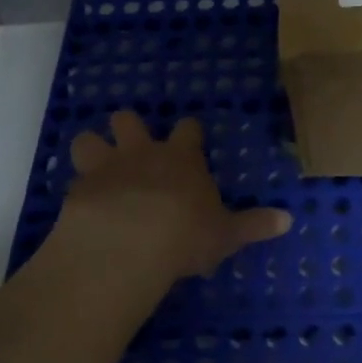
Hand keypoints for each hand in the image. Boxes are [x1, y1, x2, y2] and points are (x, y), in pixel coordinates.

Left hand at [50, 112, 290, 306]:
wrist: (128, 242)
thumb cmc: (184, 233)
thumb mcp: (226, 233)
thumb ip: (254, 225)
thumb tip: (289, 220)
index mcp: (181, 158)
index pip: (188, 129)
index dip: (189, 133)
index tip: (190, 140)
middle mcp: (142, 153)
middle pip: (129, 120)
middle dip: (129, 128)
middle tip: (133, 147)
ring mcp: (106, 167)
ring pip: (89, 139)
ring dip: (92, 150)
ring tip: (97, 168)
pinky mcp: (78, 189)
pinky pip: (72, 179)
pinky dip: (78, 189)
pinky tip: (82, 206)